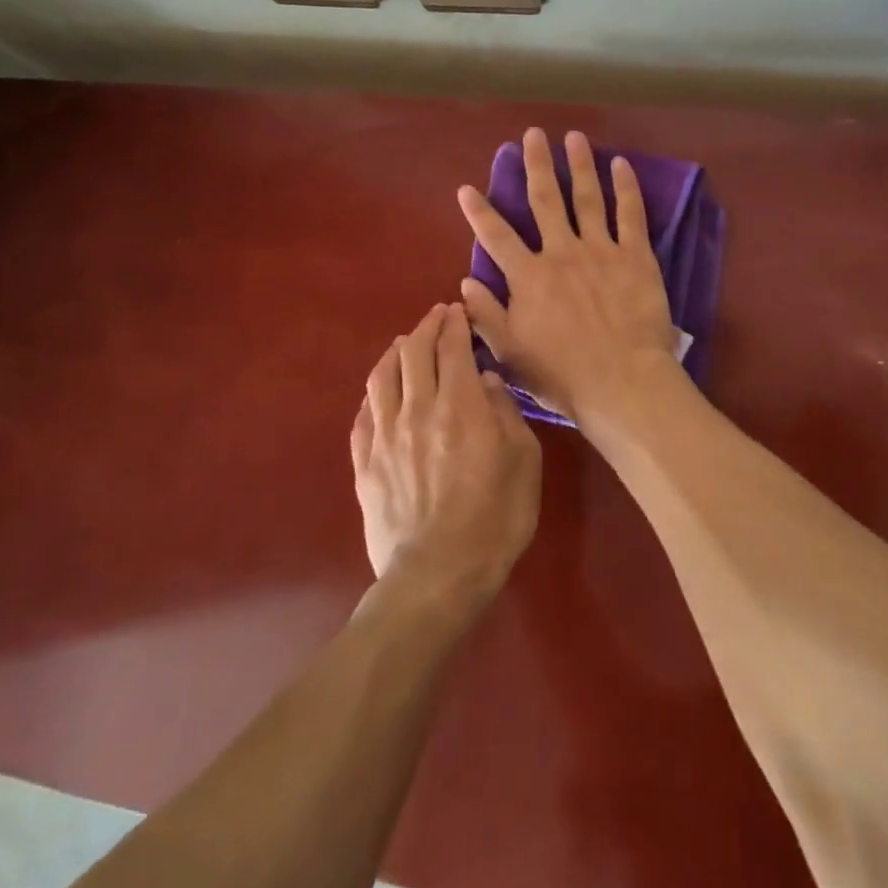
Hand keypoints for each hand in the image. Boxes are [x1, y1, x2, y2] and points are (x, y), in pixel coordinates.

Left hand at [352, 303, 541, 599]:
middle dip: (426, 327)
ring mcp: (384, 436)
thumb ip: (506, 413)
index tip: (458, 311)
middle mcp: (416, 409)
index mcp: (459, 405)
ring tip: (406, 344)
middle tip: (438, 318)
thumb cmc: (494, 518)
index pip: (451, 347)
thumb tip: (487, 381)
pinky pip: (363, 413)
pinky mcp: (364, 463)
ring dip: (396, 351)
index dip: (454, 323)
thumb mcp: (524, 461)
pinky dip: (375, 392)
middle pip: (413, 351)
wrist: (436, 576)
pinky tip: (382, 391)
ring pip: (382, 376)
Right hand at [456, 127, 678, 434]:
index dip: (479, 211)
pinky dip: (625, 187)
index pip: (496, 236)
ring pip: (586, 197)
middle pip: (545, 200)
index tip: (467, 187)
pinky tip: (621, 164)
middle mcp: (561, 252)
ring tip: (573, 137)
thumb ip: (487, 314)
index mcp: (529, 276)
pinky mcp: (635, 255)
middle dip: (536, 164)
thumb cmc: (563, 374)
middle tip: (532, 134)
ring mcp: (600, 250)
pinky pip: (630, 214)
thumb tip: (465, 283)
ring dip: (579, 165)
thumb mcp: (511, 352)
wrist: (622, 381)